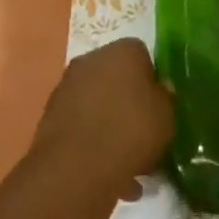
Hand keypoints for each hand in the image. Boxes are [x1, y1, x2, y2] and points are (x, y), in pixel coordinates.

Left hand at [34, 38, 174, 200]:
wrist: (76, 168)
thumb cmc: (131, 132)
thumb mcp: (167, 117)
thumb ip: (165, 99)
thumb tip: (158, 92)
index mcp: (123, 50)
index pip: (143, 55)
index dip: (152, 81)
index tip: (159, 106)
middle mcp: (92, 59)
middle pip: (117, 77)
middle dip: (129, 101)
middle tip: (144, 132)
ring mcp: (67, 86)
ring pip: (97, 101)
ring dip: (109, 122)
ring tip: (126, 159)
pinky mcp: (50, 115)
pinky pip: (81, 123)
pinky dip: (91, 139)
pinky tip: (106, 169)